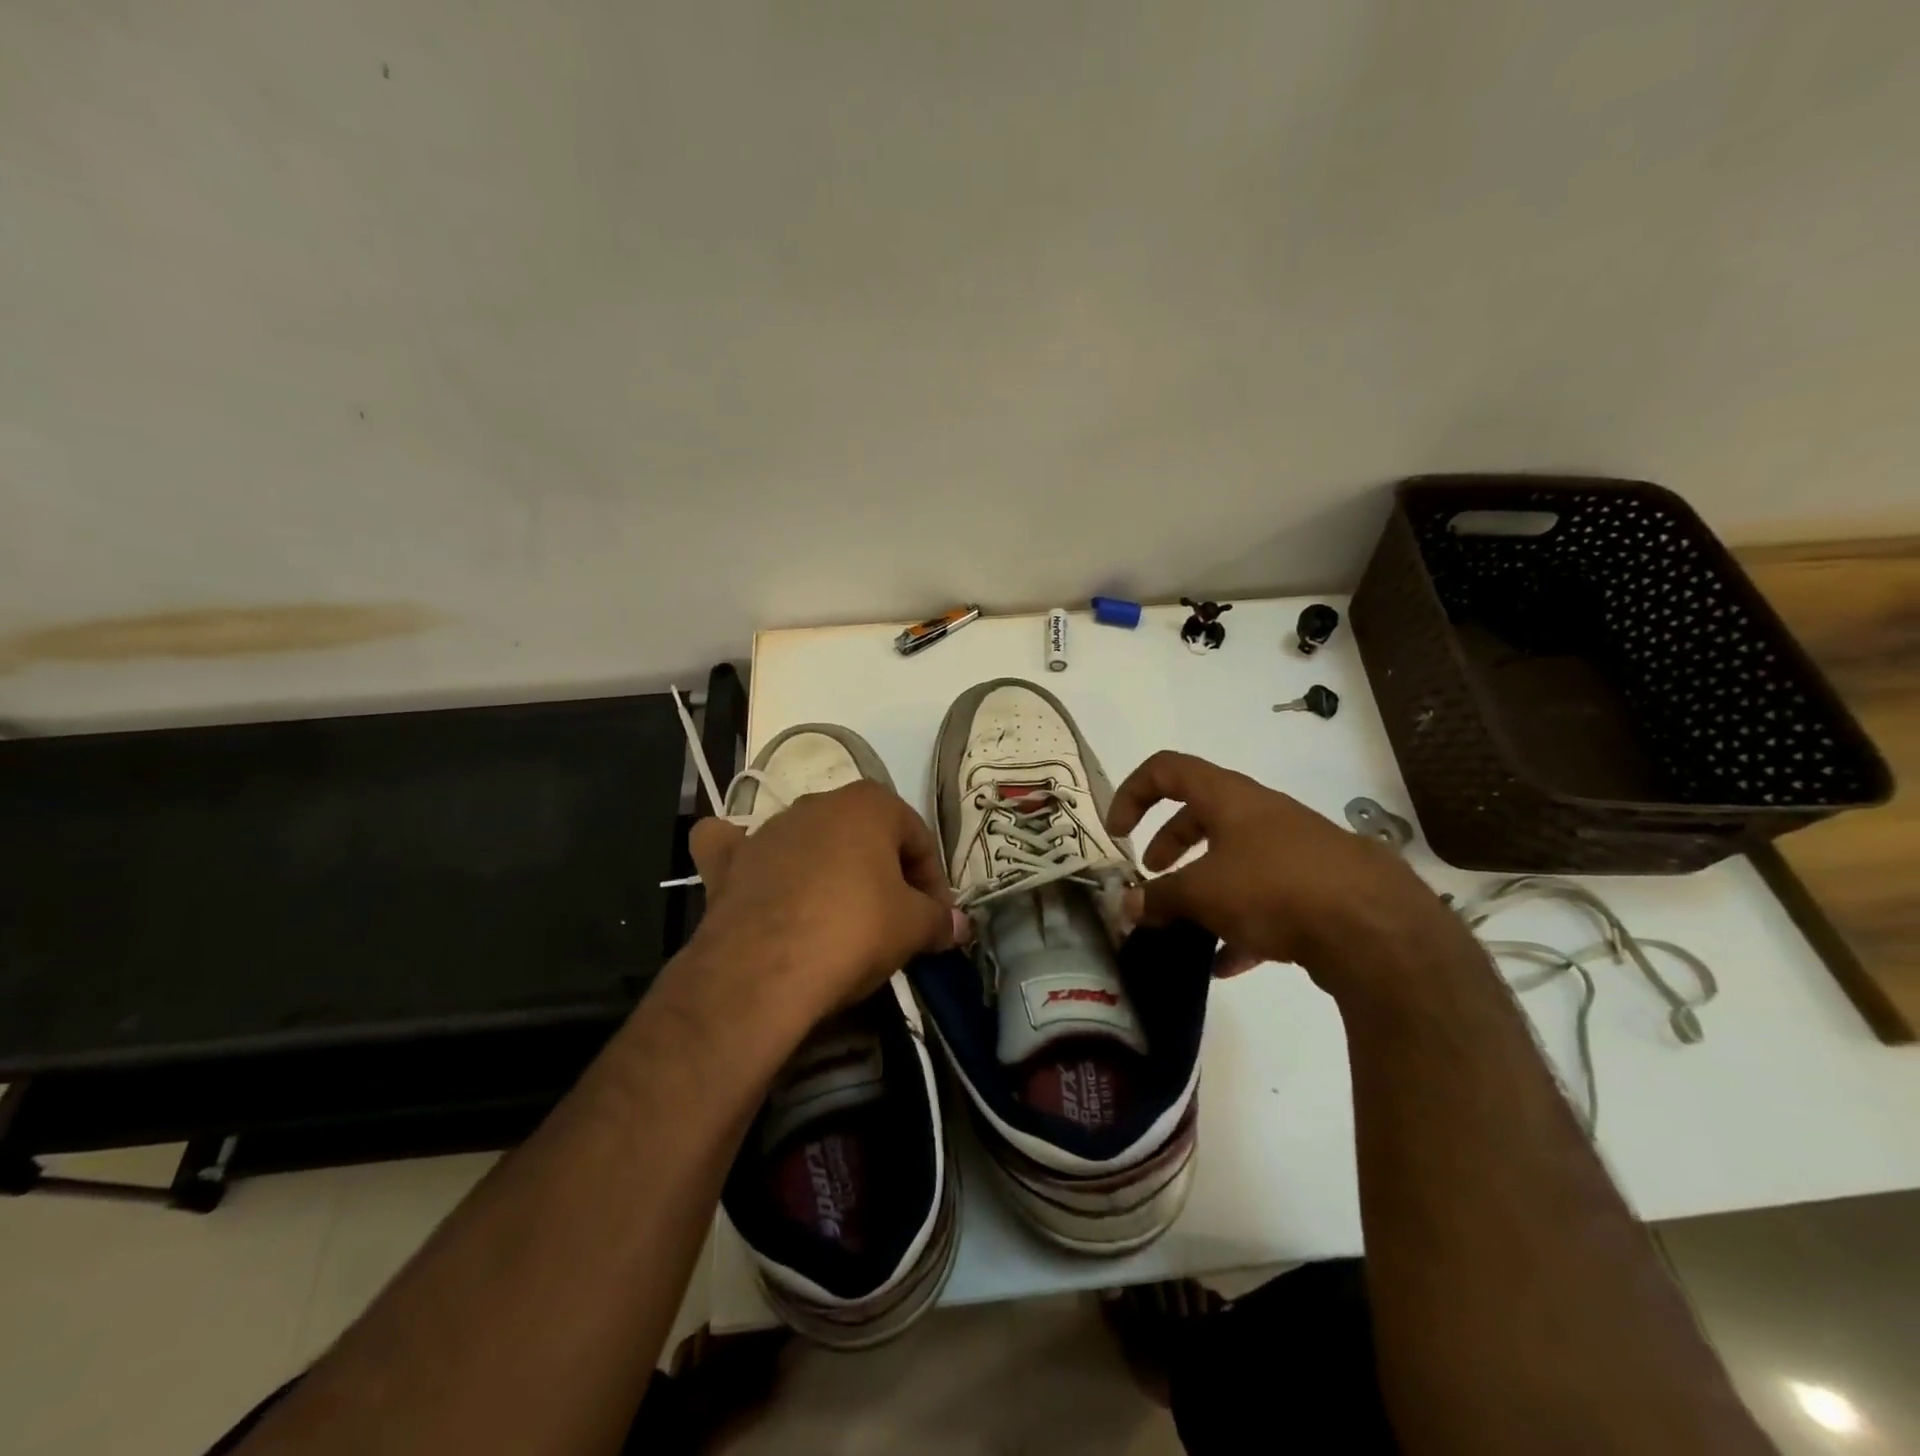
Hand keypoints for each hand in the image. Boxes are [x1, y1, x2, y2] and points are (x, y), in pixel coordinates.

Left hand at [684, 780, 963, 1038]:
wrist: (763, 970)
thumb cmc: (853, 931)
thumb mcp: (913, 928)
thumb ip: (939, 920)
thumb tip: (959, 926)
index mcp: (868, 804)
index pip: (917, 838)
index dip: (933, 880)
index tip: (936, 920)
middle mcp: (817, 803)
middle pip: (865, 837)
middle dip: (884, 873)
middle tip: (895, 920)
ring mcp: (767, 830)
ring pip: (809, 841)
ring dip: (828, 869)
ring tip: (838, 919)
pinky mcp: (727, 862)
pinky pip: (736, 848)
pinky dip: (745, 857)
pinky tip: (754, 873)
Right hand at [1106, 751, 1473, 996]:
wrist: (1377, 929)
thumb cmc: (1274, 889)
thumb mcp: (1202, 893)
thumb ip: (1158, 898)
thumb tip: (1126, 906)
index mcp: (1229, 798)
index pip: (1167, 769)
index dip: (1132, 793)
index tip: (1117, 834)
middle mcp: (1261, 815)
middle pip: (1201, 815)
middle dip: (1168, 843)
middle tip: (1152, 875)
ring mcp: (1294, 850)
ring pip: (1234, 859)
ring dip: (1203, 887)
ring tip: (1184, 926)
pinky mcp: (1318, 888)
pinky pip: (1266, 898)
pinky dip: (1241, 924)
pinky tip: (1228, 964)